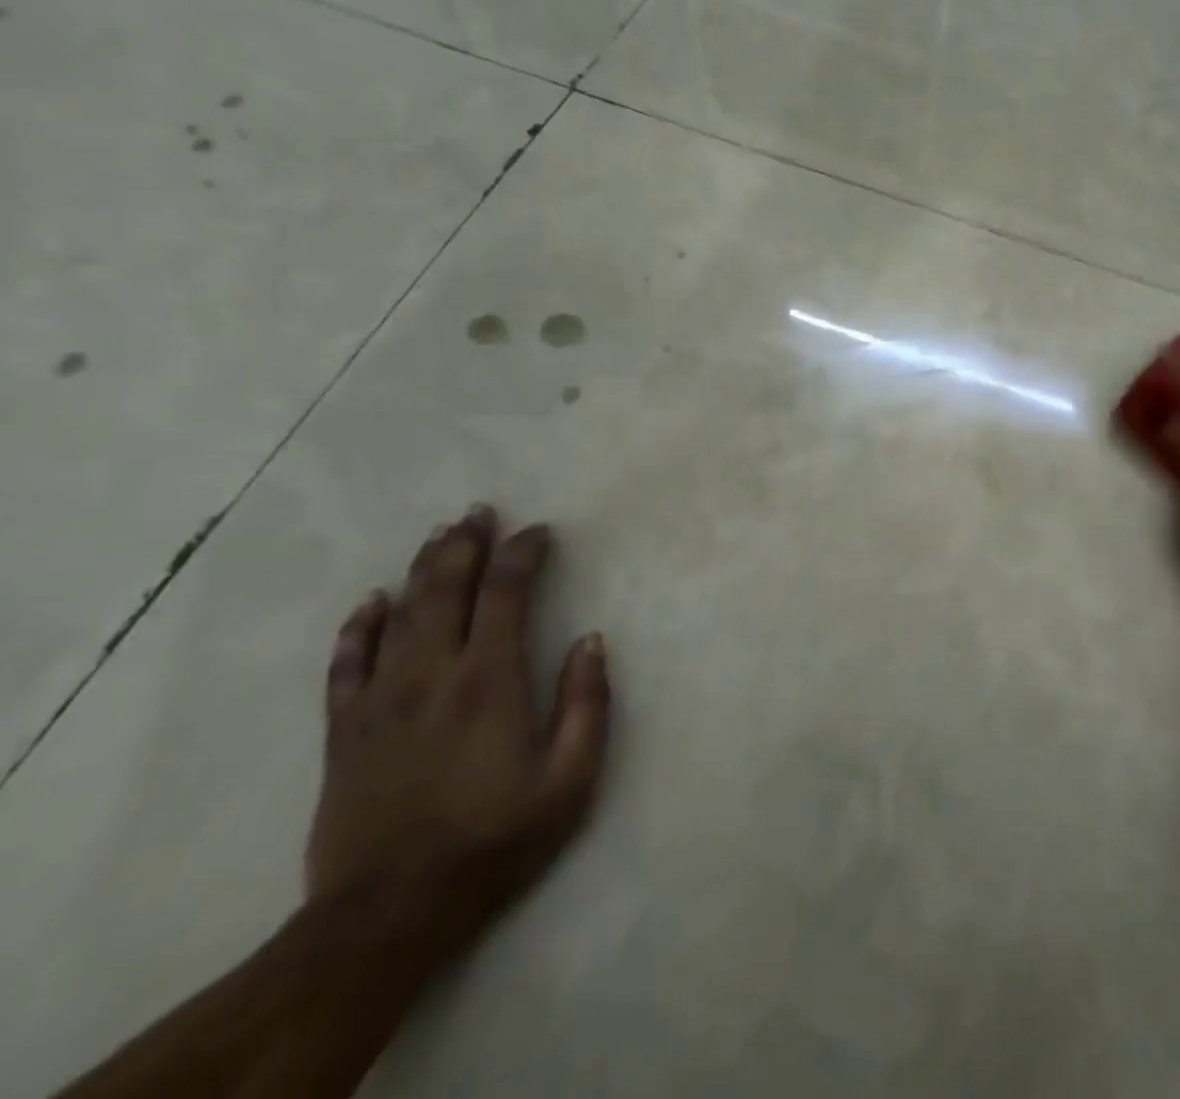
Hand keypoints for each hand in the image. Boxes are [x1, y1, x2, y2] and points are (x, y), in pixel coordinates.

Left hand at [306, 507, 610, 932]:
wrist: (389, 912)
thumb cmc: (495, 839)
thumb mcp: (570, 779)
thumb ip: (586, 703)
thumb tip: (591, 640)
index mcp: (489, 681)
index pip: (505, 594)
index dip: (522, 554)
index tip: (539, 531)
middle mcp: (432, 675)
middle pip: (445, 590)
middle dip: (465, 545)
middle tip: (480, 511)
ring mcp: (381, 700)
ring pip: (399, 615)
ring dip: (422, 568)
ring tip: (440, 535)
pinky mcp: (345, 731)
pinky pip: (345, 664)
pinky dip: (358, 627)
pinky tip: (371, 601)